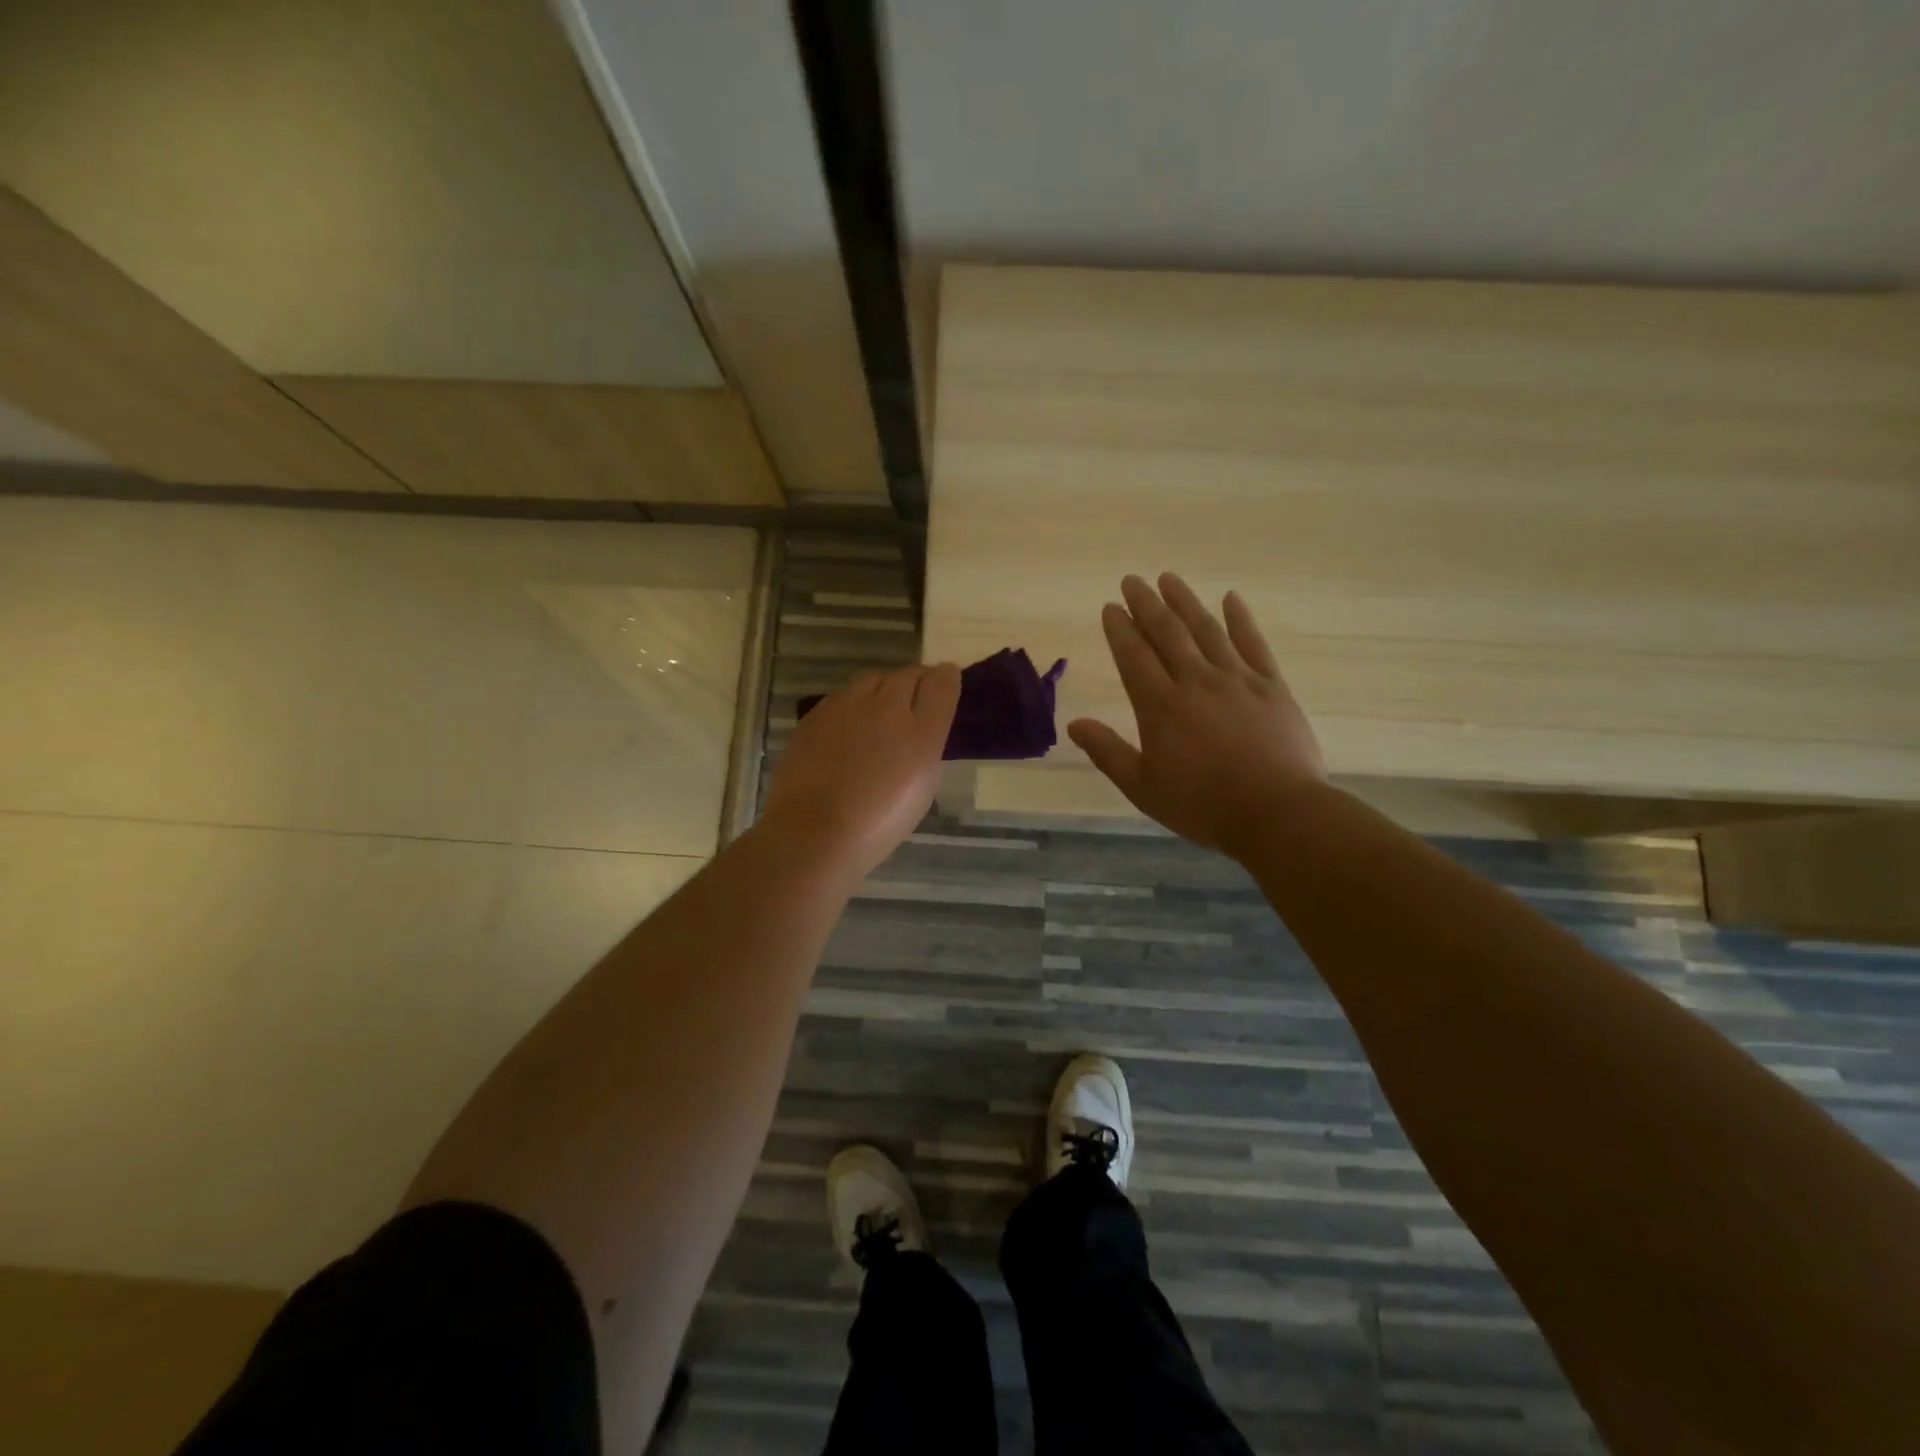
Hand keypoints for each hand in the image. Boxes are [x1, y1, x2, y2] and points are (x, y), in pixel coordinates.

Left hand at [760, 662, 960, 879]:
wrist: (814, 834)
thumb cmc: (879, 822)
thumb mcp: (921, 786)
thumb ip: (927, 744)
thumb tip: (925, 723)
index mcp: (920, 731)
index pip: (940, 684)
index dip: (946, 679)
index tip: (946, 682)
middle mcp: (885, 707)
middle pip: (906, 675)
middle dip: (915, 681)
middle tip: (916, 699)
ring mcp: (845, 707)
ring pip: (871, 680)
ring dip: (882, 689)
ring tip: (881, 712)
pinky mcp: (815, 715)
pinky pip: (842, 697)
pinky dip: (852, 704)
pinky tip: (848, 727)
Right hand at [1069, 574, 1329, 855]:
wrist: (1276, 813)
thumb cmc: (1202, 805)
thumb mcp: (1142, 787)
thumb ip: (1107, 752)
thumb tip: (1074, 724)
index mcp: (1160, 706)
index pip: (1133, 656)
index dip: (1119, 629)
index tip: (1109, 607)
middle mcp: (1195, 681)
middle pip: (1167, 632)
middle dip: (1146, 604)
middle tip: (1132, 580)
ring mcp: (1236, 679)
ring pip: (1206, 630)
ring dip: (1185, 601)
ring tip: (1169, 578)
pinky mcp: (1271, 685)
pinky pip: (1253, 643)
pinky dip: (1240, 619)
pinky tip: (1231, 598)